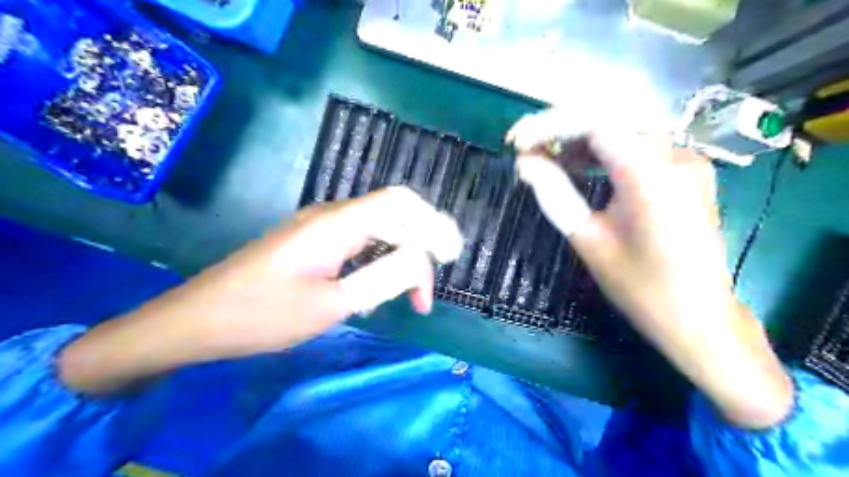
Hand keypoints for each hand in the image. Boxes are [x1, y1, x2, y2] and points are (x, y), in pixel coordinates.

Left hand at [60, 187, 462, 392]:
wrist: (196, 320)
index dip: (433, 224)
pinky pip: (358, 242)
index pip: (400, 202)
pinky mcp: (311, 242)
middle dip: (419, 250)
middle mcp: (330, 215)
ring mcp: (319, 227)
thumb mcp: (330, 305)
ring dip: (399, 258)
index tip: (448, 260)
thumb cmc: (261, 315)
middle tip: (424, 296)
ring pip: (377, 230)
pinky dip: (378, 262)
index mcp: (336, 223)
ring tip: (406, 298)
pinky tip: (376, 290)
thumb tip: (421, 261)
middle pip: (392, 216)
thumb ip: (382, 279)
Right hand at [507, 110, 792, 427]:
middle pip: (611, 116)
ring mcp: (687, 159)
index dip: (550, 126)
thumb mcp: (589, 240)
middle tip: (526, 145)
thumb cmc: (640, 287)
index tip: (516, 142)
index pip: (594, 123)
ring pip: (625, 125)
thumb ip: (555, 194)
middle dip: (561, 125)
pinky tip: (580, 162)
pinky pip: (639, 142)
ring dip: (581, 135)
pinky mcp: (687, 169)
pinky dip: (604, 147)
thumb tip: (524, 163)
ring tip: (546, 155)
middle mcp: (676, 155)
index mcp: (652, 176)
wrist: (699, 316)